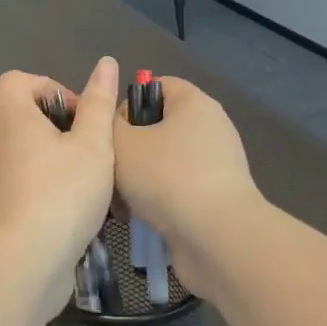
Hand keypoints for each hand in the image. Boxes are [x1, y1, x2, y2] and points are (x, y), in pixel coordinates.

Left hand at [0, 57, 120, 268]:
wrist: (26, 260)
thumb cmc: (62, 192)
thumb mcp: (92, 143)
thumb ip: (99, 103)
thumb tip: (106, 63)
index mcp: (12, 116)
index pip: (17, 81)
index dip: (50, 87)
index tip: (79, 112)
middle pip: (27, 114)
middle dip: (64, 124)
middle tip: (92, 145)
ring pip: (32, 148)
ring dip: (63, 155)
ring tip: (94, 176)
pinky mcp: (5, 203)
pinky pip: (30, 177)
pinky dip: (54, 181)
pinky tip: (82, 204)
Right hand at [112, 76, 262, 294]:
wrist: (217, 239)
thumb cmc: (167, 177)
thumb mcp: (121, 142)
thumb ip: (109, 124)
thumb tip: (118, 126)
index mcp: (194, 102)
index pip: (156, 86)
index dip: (128, 103)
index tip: (110, 131)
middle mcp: (211, 127)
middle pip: (159, 126)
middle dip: (130, 148)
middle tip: (108, 169)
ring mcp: (217, 164)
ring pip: (164, 161)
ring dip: (140, 179)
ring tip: (119, 200)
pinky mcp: (217, 198)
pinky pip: (179, 188)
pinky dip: (158, 200)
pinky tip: (138, 218)